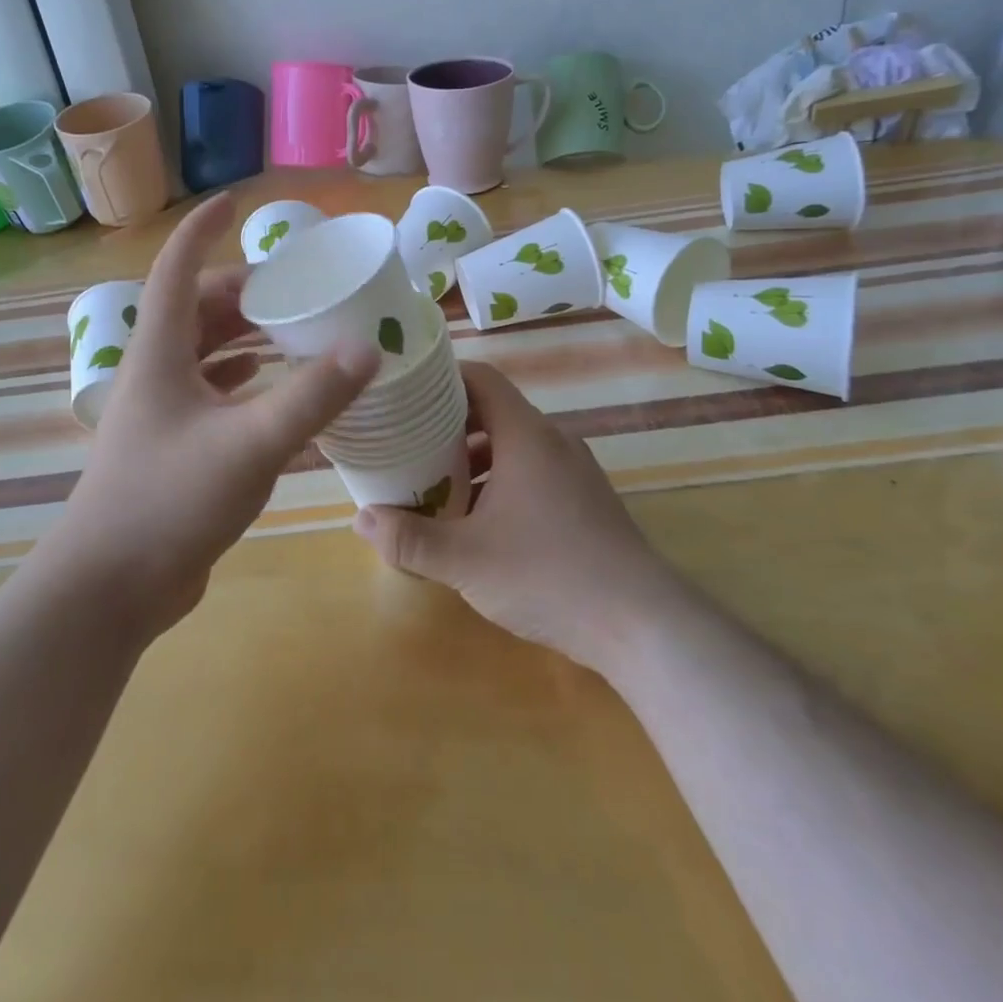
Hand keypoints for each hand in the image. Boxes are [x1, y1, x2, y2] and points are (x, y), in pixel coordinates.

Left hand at [45, 194, 379, 639]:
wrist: (110, 589)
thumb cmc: (170, 500)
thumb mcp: (251, 444)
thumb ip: (313, 396)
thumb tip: (369, 348)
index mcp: (160, 353)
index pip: (177, 268)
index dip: (202, 228)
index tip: (234, 203)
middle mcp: (157, 373)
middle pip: (197, 310)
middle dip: (243, 291)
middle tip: (296, 289)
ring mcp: (162, 413)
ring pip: (206, 354)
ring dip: (246, 337)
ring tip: (295, 330)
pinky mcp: (174, 448)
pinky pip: (213, 394)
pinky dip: (244, 381)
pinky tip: (276, 389)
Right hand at [353, 362, 675, 678]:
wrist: (642, 623)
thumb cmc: (548, 574)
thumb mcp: (465, 559)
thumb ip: (409, 539)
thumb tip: (361, 518)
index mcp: (526, 435)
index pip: (481, 378)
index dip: (441, 378)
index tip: (406, 393)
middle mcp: (553, 441)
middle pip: (493, 413)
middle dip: (447, 427)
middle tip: (407, 444)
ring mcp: (575, 471)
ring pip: (513, 447)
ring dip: (474, 460)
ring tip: (435, 486)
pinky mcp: (586, 501)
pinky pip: (534, 473)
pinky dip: (501, 482)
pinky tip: (481, 523)